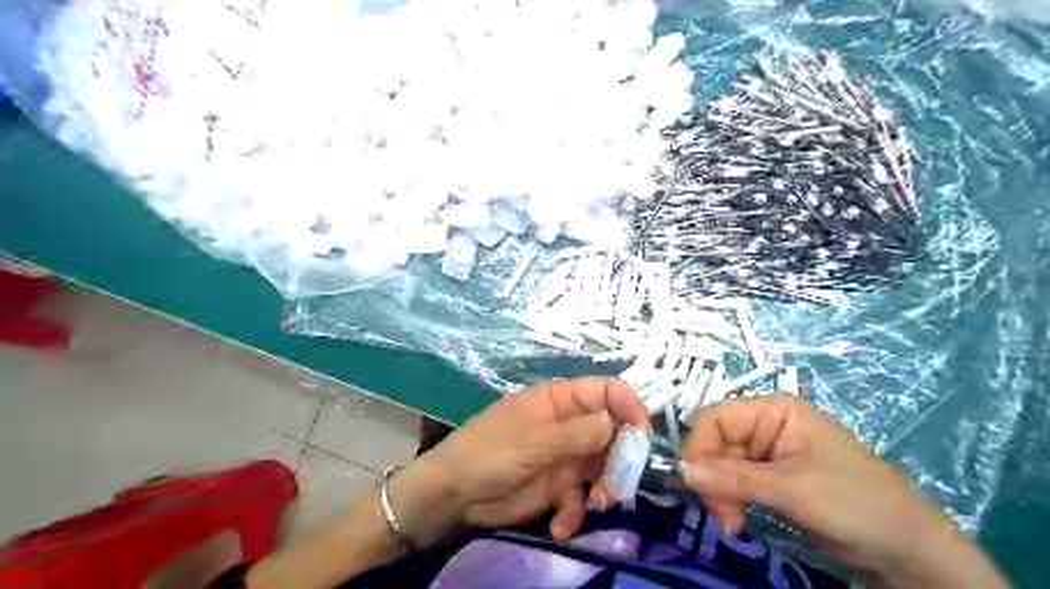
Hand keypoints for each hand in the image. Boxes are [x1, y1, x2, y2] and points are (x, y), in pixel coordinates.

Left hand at [397, 378, 649, 541]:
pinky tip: (561, 525)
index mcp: (560, 400)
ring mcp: (563, 456)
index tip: (643, 435)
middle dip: (620, 457)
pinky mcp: (556, 487)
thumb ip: (578, 433)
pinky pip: (580, 498)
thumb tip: (617, 422)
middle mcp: (567, 425)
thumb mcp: (534, 440)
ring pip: (602, 467)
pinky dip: (576, 513)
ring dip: (605, 488)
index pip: (605, 391)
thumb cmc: (489, 452)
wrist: (452, 494)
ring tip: (596, 504)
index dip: (628, 407)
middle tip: (620, 482)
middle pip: (611, 432)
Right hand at [682, 396, 1006, 587]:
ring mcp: (768, 452)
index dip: (700, 447)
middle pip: (716, 442)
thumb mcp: (793, 489)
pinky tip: (739, 519)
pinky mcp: (770, 477)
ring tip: (733, 522)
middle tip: (722, 515)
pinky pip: (734, 481)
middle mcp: (766, 425)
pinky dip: (731, 500)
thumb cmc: (857, 503)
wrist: (909, 550)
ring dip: (720, 493)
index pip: (717, 418)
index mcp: (774, 411)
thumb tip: (681, 471)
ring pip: (721, 464)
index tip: (694, 483)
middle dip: (712, 477)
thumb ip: (734, 478)